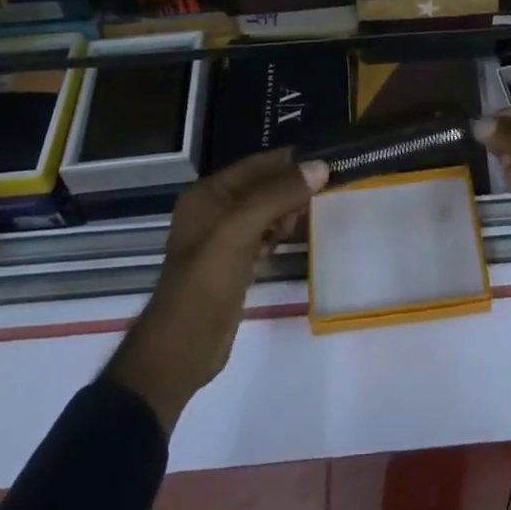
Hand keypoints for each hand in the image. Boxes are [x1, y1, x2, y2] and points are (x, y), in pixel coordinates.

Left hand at [106, 150, 327, 432]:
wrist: (183, 347)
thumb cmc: (207, 279)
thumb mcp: (242, 228)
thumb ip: (279, 194)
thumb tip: (321, 166)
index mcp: (208, 193)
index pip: (256, 164)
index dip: (290, 162)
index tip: (327, 163)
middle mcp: (214, 210)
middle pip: (262, 187)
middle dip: (290, 189)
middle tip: (320, 198)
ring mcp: (223, 238)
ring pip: (265, 212)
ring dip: (286, 212)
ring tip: (304, 222)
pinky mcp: (234, 263)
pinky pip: (263, 236)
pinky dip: (279, 235)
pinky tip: (290, 241)